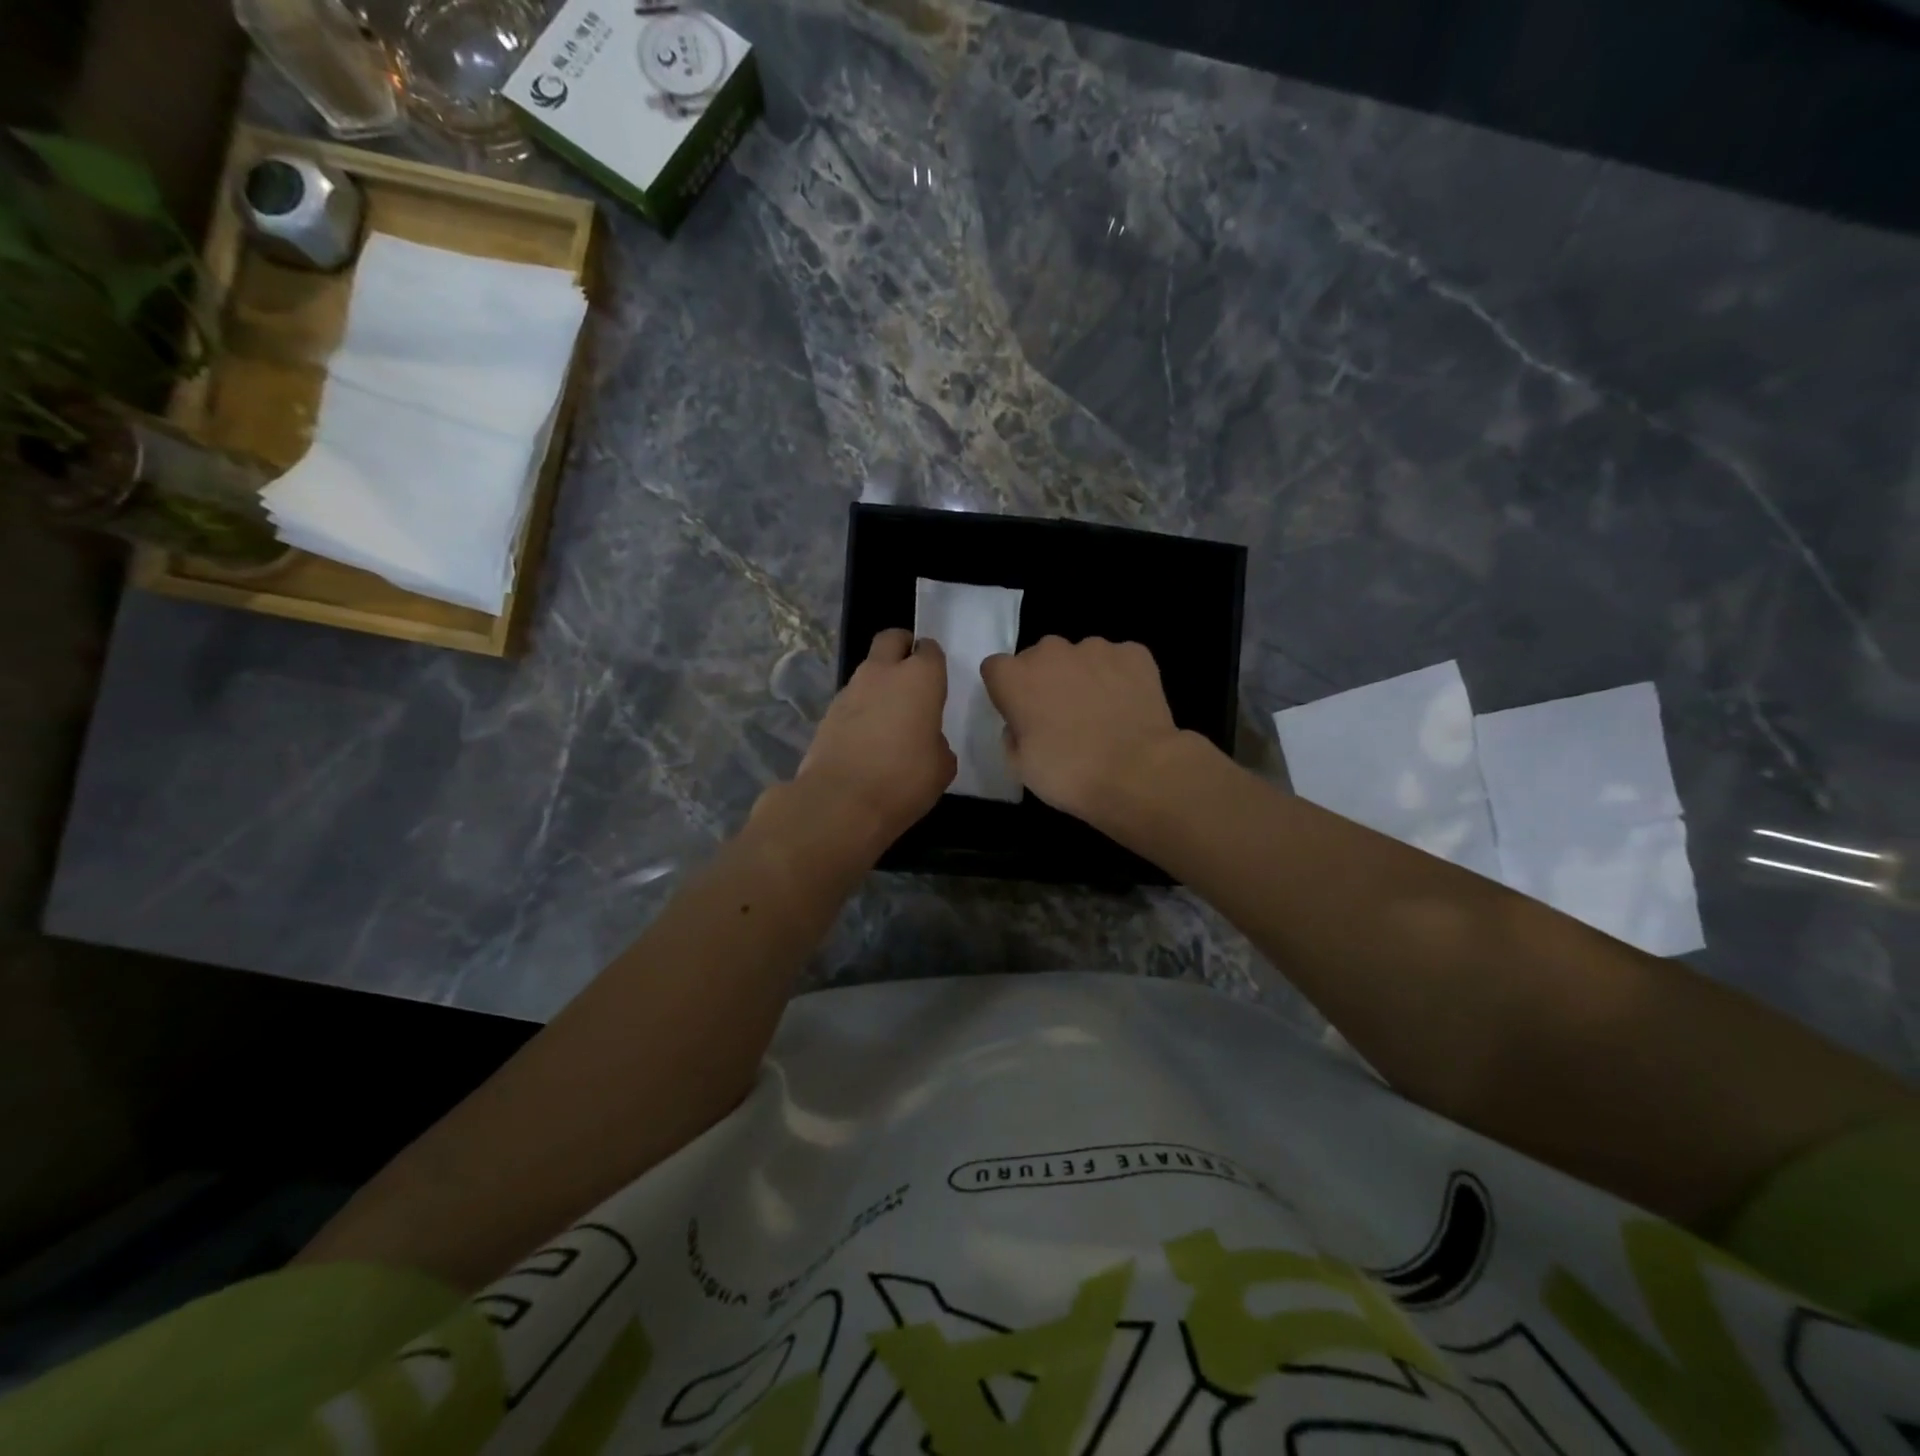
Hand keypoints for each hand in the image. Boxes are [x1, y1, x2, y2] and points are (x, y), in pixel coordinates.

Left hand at [792, 628, 954, 849]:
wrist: (841, 802)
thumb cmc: (904, 779)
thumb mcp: (942, 766)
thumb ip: (938, 742)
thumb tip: (927, 740)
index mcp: (919, 679)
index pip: (929, 650)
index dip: (933, 661)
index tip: (937, 679)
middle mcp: (882, 674)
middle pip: (891, 639)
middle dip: (902, 648)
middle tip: (911, 675)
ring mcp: (849, 691)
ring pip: (868, 671)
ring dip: (879, 684)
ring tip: (888, 719)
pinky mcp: (827, 713)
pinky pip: (851, 701)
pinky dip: (860, 711)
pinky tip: (866, 740)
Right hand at [980, 635, 1183, 824]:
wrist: (1136, 772)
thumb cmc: (1068, 774)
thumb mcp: (1020, 766)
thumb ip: (1013, 734)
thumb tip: (1023, 722)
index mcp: (1014, 677)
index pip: (996, 669)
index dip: (1007, 691)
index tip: (1020, 714)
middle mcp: (1051, 651)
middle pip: (1040, 657)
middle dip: (1046, 679)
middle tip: (1062, 716)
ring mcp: (1095, 648)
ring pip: (1081, 656)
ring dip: (1084, 676)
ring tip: (1101, 713)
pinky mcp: (1134, 652)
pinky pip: (1119, 660)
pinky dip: (1120, 677)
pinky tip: (1128, 706)